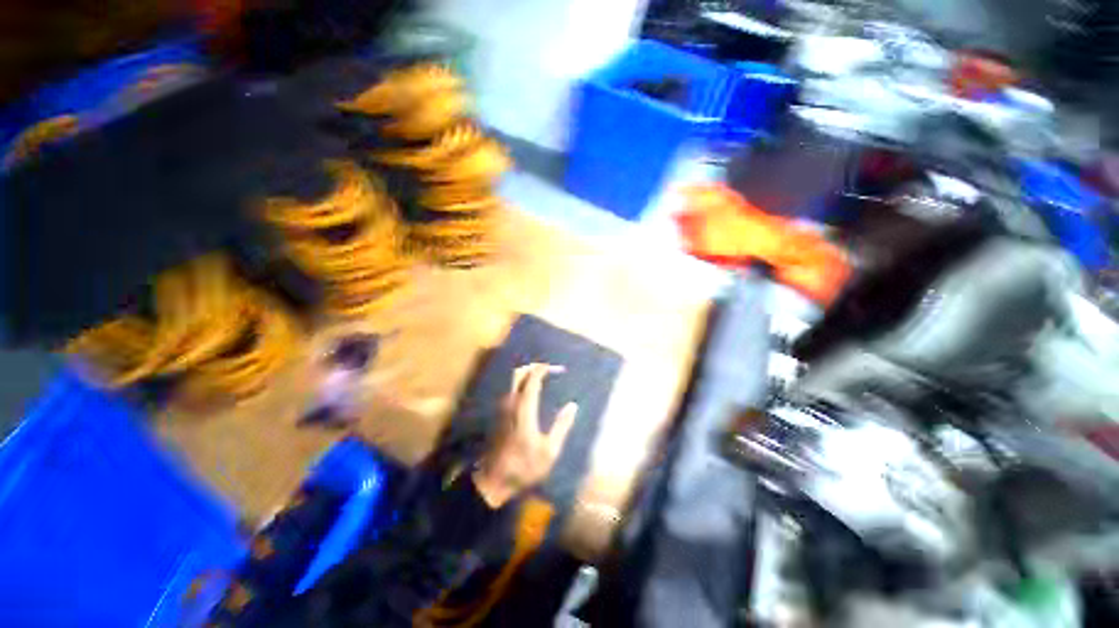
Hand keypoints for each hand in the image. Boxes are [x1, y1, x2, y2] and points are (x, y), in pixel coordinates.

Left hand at [472, 363, 578, 508]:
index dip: (545, 370)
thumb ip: (562, 426)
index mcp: (524, 408)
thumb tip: (573, 405)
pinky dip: (520, 384)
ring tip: (542, 378)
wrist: (493, 481)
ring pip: (512, 380)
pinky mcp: (498, 414)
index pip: (532, 379)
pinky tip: (530, 393)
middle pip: (518, 373)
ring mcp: (501, 407)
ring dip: (527, 374)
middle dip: (534, 367)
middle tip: (549, 369)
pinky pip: (510, 389)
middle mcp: (510, 403)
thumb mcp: (549, 451)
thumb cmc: (524, 466)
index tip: (558, 369)